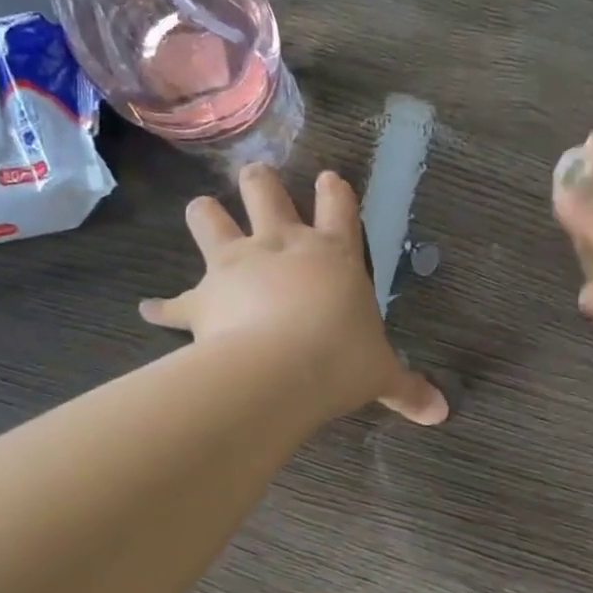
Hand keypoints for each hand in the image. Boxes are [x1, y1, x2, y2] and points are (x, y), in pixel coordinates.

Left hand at [141, 164, 447, 425]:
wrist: (279, 373)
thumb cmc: (340, 360)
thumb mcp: (382, 375)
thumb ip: (409, 389)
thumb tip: (441, 414)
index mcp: (333, 254)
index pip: (339, 205)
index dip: (334, 189)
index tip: (329, 178)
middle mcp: (281, 246)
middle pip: (265, 191)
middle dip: (261, 182)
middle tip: (258, 179)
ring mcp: (235, 266)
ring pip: (209, 218)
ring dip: (205, 215)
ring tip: (204, 214)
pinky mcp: (201, 300)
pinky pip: (172, 303)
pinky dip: (162, 307)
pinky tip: (150, 310)